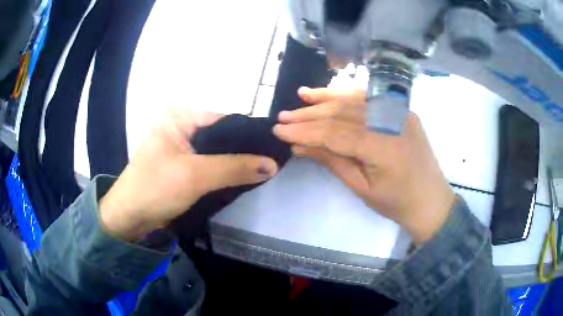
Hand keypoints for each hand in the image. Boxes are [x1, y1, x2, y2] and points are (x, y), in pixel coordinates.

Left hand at [99, 109, 277, 240]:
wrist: (129, 217)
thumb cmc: (155, 189)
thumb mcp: (195, 176)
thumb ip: (234, 168)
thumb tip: (273, 164)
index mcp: (180, 117)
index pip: (224, 120)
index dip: (249, 135)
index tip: (273, 150)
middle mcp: (181, 126)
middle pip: (221, 136)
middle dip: (243, 152)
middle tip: (270, 163)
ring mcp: (181, 146)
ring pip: (216, 152)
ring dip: (234, 163)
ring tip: (261, 171)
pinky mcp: (181, 165)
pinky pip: (208, 164)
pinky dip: (223, 172)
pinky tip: (241, 178)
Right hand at [273, 87, 454, 243]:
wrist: (431, 201)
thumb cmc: (397, 203)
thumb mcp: (361, 188)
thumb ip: (332, 161)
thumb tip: (300, 146)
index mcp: (383, 147)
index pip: (334, 133)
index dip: (304, 131)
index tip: (279, 130)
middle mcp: (392, 122)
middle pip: (343, 112)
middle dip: (310, 114)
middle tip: (283, 116)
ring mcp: (400, 113)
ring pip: (356, 100)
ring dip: (326, 98)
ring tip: (302, 96)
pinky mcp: (402, 111)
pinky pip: (371, 100)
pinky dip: (349, 96)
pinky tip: (331, 94)